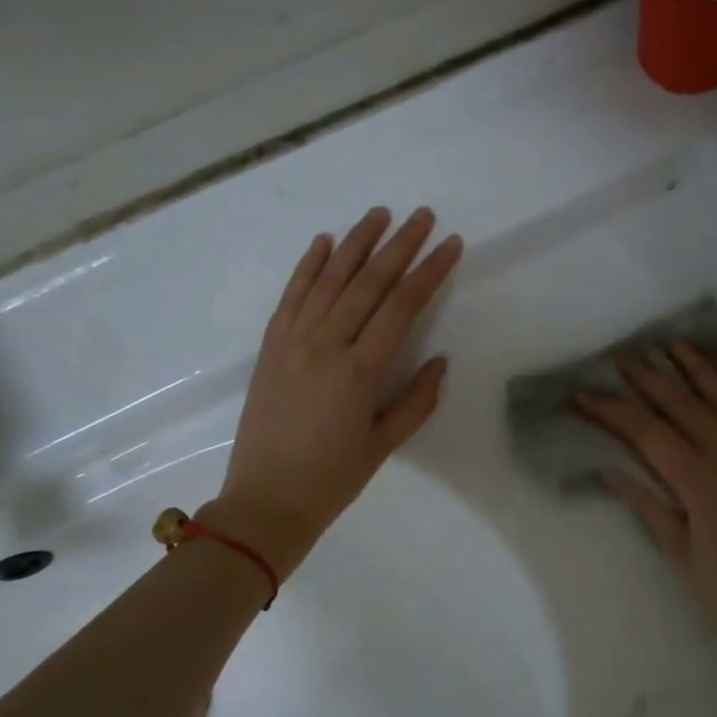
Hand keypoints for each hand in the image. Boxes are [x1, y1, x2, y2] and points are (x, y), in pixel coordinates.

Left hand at [208, 207, 462, 577]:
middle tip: (422, 216)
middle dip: (399, 245)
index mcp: (359, 371)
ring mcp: (292, 342)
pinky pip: (291, 296)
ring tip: (379, 214)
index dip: (429, 272)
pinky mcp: (269, 347)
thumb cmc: (332, 481)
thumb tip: (439, 359)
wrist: (265, 502)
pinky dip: (307, 266)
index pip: (401, 306)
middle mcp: (325, 345)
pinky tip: (324, 242)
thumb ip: (416, 400)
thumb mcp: (383, 446)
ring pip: (328, 279)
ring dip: (355, 243)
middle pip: (367, 283)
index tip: (451, 245)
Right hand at [578, 341, 716, 640]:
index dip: (611, 410)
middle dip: (647, 378)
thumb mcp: (682, 554)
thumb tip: (609, 470)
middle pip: (682, 404)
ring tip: (672, 344)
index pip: (646, 433)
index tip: (582, 394)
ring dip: (696, 367)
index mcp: (700, 482)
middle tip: (620, 357)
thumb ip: (648, 506)